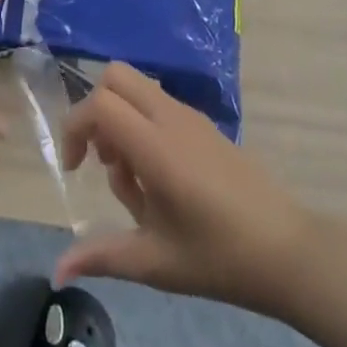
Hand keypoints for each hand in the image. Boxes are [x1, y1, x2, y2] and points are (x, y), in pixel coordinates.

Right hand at [54, 62, 314, 316]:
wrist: (287, 250)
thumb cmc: (219, 257)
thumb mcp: (155, 262)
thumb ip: (103, 256)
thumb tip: (59, 270)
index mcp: (156, 145)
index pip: (100, 104)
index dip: (74, 126)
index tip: (74, 169)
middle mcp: (170, 116)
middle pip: (115, 76)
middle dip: (95, 111)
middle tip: (100, 160)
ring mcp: (190, 115)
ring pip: (137, 88)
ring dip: (120, 119)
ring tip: (134, 181)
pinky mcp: (204, 123)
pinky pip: (158, 104)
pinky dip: (143, 125)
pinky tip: (160, 180)